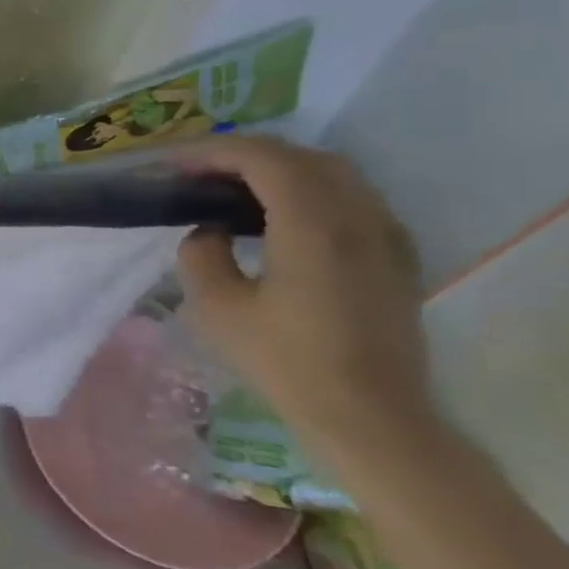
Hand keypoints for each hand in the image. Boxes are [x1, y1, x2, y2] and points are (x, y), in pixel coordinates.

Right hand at [175, 136, 431, 457]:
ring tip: (232, 187)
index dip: (214, 151)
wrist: (372, 417)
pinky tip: (279, 216)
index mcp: (313, 225)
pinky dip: (308, 188)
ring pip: (332, 172)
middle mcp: (358, 217)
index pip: (263, 159)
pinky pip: (351, 197)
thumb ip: (201, 254)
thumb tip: (210, 230)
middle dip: (244, 154)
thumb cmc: (286, 363)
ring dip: (279, 168)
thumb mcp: (217, 309)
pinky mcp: (395, 255)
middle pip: (301, 156)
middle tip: (198, 171)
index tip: (174, 164)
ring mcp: (385, 234)